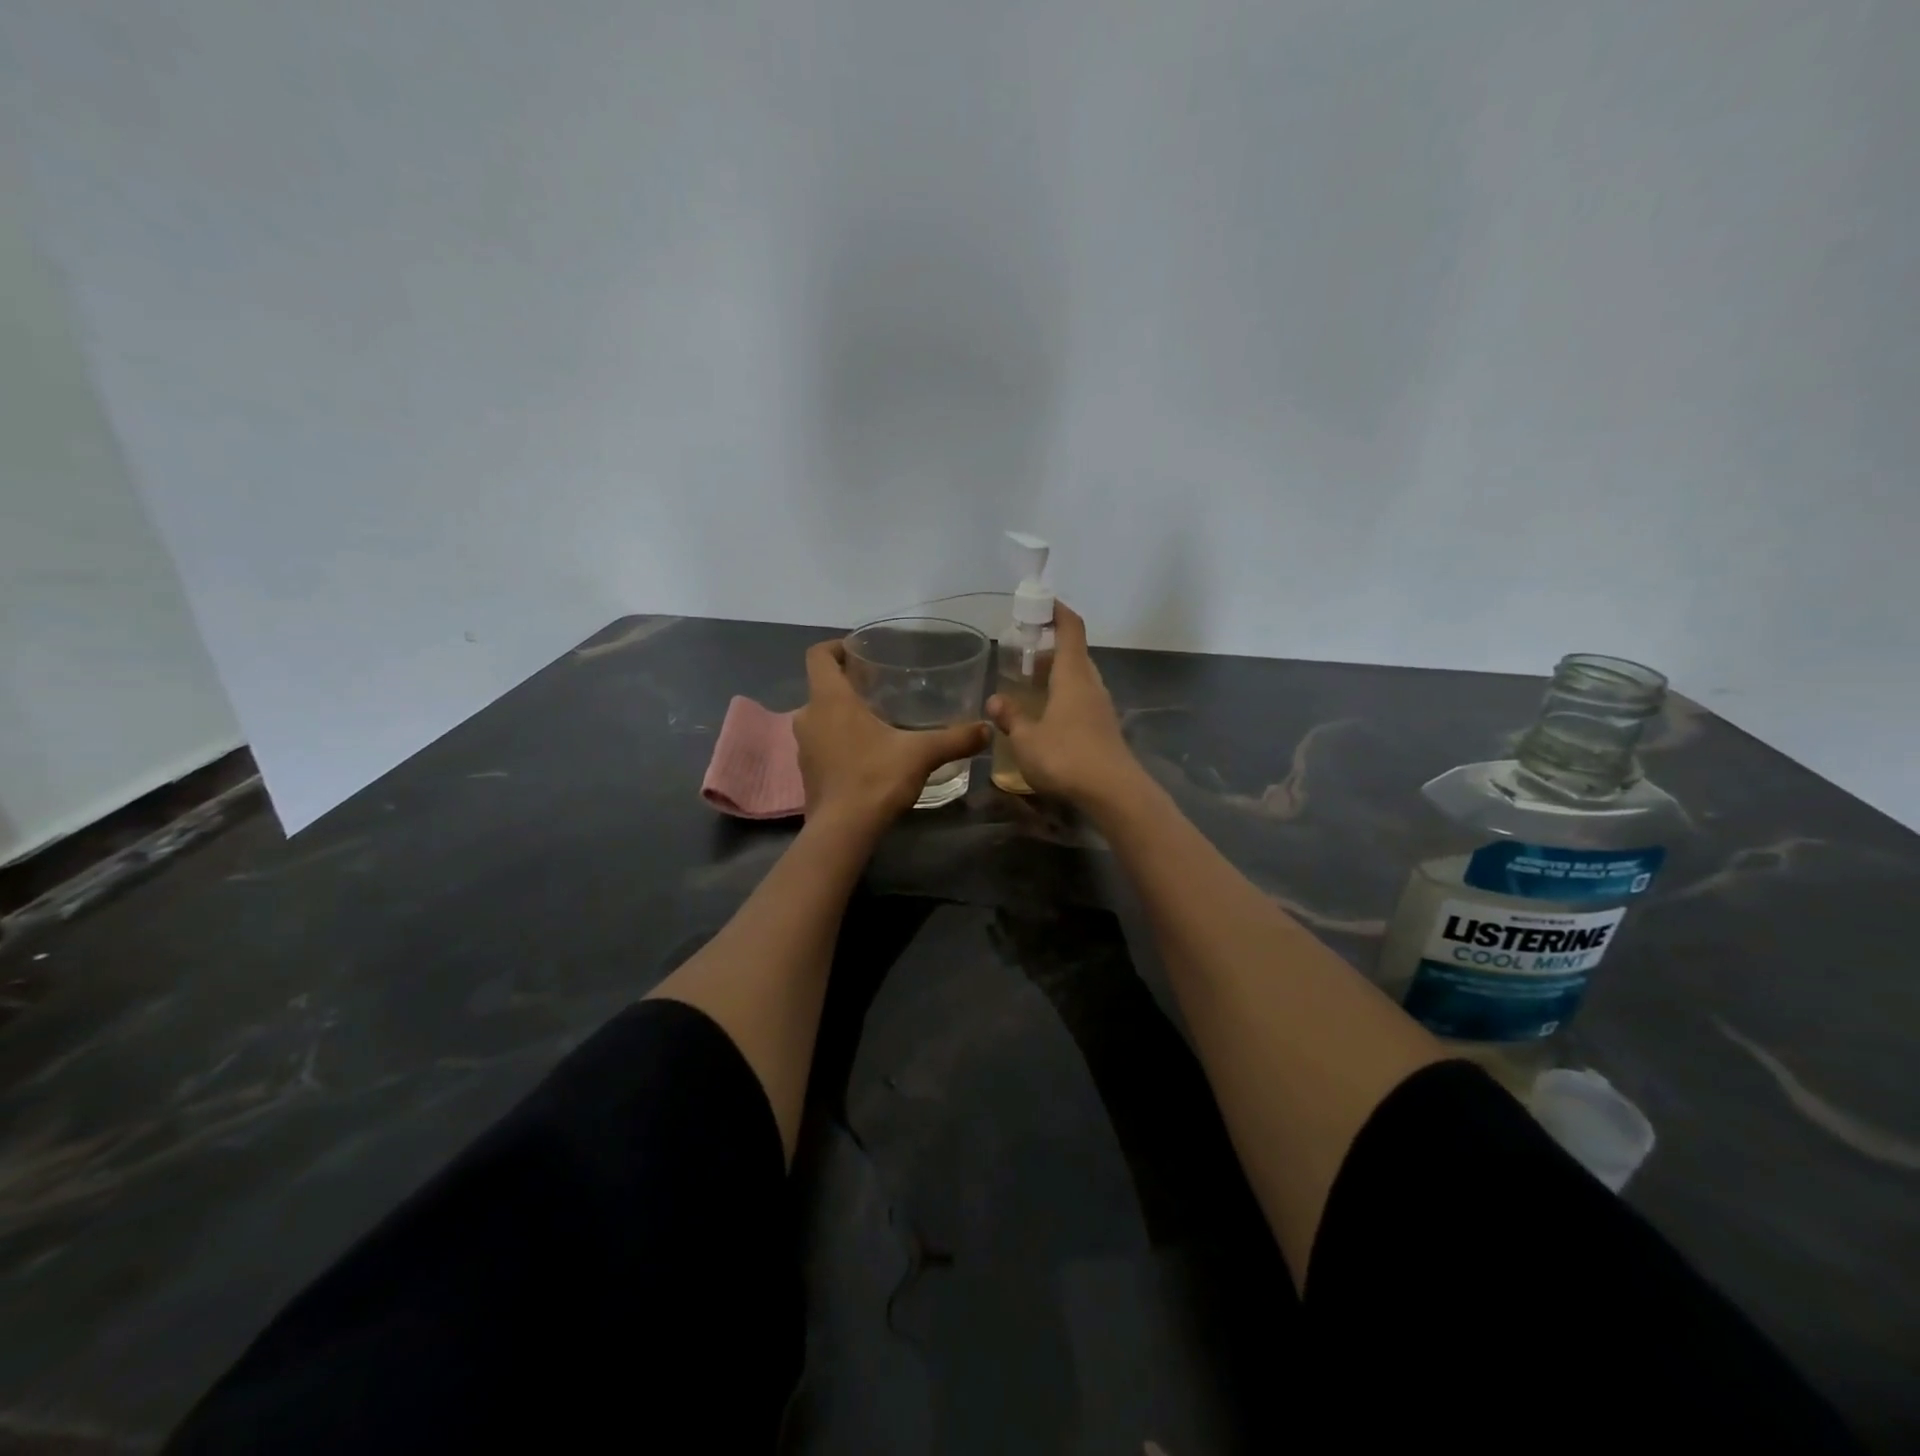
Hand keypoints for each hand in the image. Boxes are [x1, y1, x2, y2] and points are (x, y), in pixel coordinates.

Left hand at [793, 640, 988, 828]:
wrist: (843, 831)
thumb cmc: (875, 778)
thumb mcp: (921, 754)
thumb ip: (955, 738)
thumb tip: (987, 728)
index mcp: (830, 699)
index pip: (818, 655)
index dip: (835, 646)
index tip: (859, 651)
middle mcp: (808, 716)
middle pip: (822, 686)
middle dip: (847, 683)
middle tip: (879, 687)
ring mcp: (804, 746)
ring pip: (821, 717)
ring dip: (842, 714)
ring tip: (877, 719)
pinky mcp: (807, 771)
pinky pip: (822, 743)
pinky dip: (839, 740)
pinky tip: (867, 753)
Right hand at [985, 603, 1142, 809]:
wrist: (1113, 793)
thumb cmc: (1066, 757)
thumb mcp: (1026, 739)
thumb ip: (1011, 718)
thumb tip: (996, 700)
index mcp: (1072, 675)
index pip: (1070, 628)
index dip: (1057, 611)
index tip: (1040, 603)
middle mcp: (1091, 684)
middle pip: (1074, 654)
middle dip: (1051, 649)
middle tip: (1024, 656)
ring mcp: (1101, 708)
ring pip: (1079, 680)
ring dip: (1058, 677)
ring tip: (1030, 688)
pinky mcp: (1105, 730)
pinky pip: (1082, 702)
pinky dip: (1064, 700)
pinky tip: (1047, 719)